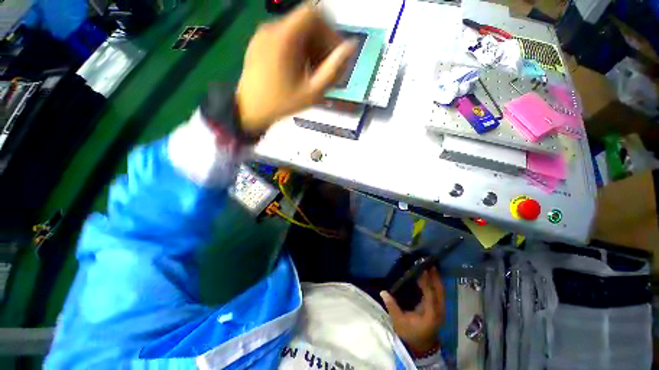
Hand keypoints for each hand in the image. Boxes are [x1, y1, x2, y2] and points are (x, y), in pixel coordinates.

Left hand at [236, 3, 356, 133]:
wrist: (249, 110)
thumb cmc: (282, 104)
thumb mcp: (311, 92)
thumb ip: (332, 69)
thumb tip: (351, 47)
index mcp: (285, 38)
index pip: (313, 13)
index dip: (329, 29)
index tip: (333, 52)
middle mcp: (272, 28)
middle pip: (305, 23)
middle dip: (321, 42)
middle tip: (327, 68)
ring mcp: (263, 34)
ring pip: (295, 31)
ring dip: (310, 47)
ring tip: (313, 73)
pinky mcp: (258, 42)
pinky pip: (283, 37)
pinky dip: (296, 49)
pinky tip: (298, 70)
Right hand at [380, 267, 444, 353]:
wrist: (422, 346)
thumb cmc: (411, 334)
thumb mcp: (399, 322)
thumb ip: (392, 307)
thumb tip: (383, 292)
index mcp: (430, 314)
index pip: (430, 295)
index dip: (427, 282)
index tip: (422, 269)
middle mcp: (438, 310)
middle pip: (440, 291)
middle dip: (435, 277)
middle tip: (429, 264)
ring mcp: (440, 309)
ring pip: (441, 291)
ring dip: (436, 279)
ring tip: (430, 267)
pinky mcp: (438, 308)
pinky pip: (439, 293)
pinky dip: (435, 284)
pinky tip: (430, 277)